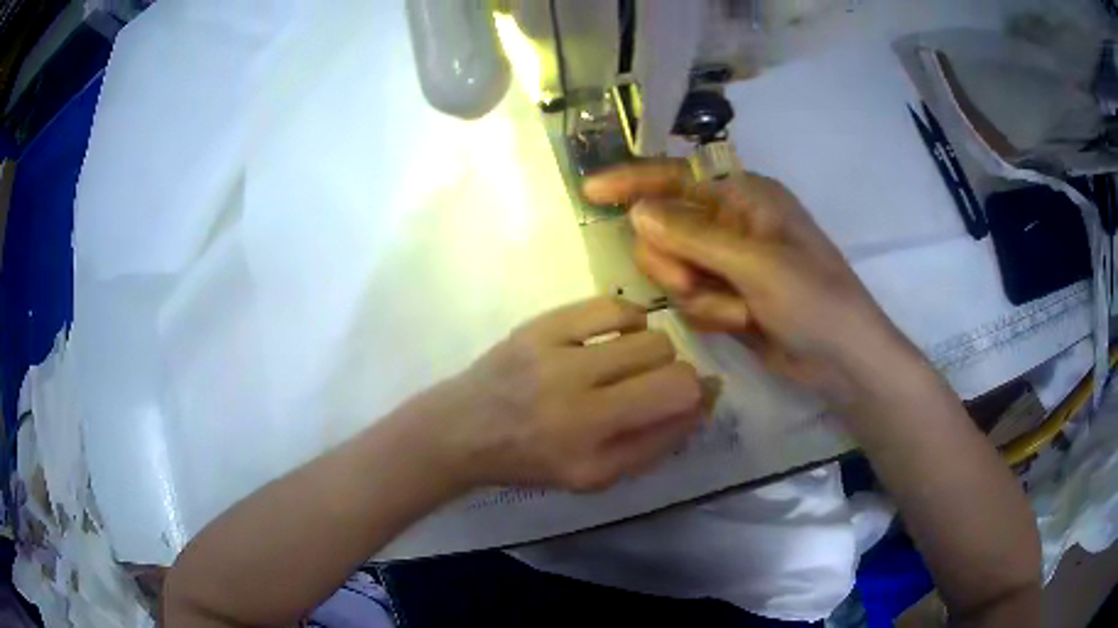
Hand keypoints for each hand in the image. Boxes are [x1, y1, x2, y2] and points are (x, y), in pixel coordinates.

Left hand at [409, 297, 707, 492]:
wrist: (464, 430)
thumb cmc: (533, 461)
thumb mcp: (596, 476)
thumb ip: (655, 443)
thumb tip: (704, 399)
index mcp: (588, 441)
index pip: (675, 393)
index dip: (695, 395)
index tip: (688, 401)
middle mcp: (573, 392)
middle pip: (665, 356)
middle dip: (671, 374)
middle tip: (649, 388)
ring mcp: (553, 351)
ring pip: (643, 329)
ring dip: (650, 349)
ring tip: (628, 364)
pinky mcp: (539, 325)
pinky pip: (609, 305)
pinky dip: (627, 320)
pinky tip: (617, 337)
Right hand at [583, 161, 920, 405]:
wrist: (842, 361)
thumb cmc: (814, 300)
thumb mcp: (756, 264)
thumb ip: (693, 236)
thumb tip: (638, 210)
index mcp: (745, 197)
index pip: (676, 179)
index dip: (632, 181)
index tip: (590, 190)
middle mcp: (732, 223)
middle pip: (666, 230)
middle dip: (675, 262)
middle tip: (695, 283)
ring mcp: (729, 263)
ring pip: (674, 270)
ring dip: (700, 295)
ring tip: (738, 311)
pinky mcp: (727, 297)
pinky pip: (691, 300)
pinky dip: (712, 315)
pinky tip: (744, 324)